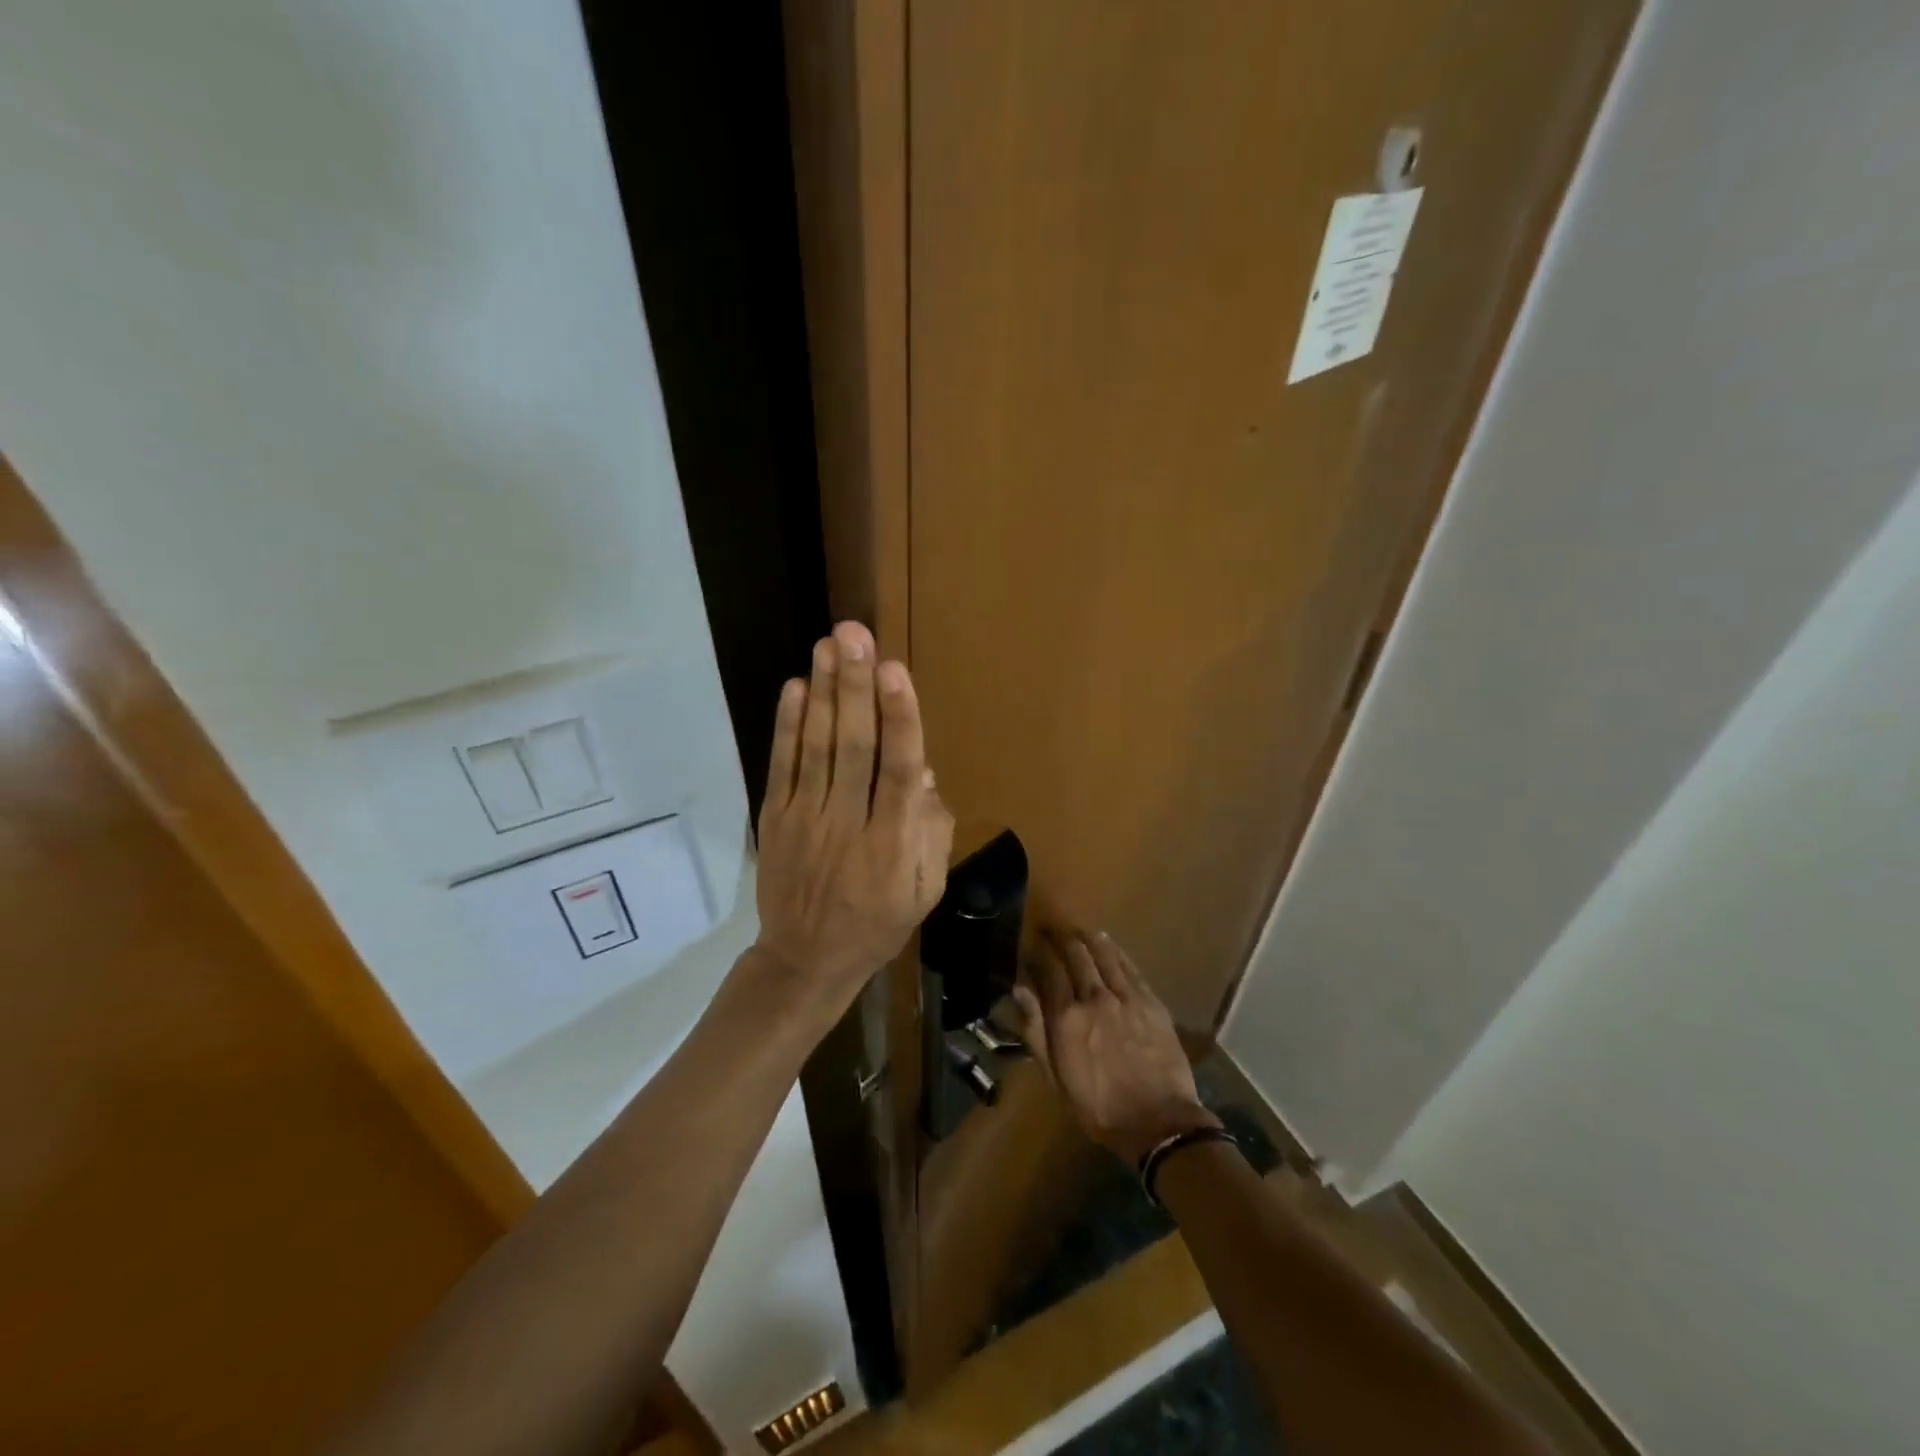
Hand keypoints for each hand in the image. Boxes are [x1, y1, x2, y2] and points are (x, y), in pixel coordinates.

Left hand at [754, 621, 954, 1017]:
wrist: (805, 960)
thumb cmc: (877, 923)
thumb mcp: (925, 889)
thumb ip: (932, 831)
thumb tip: (924, 772)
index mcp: (893, 842)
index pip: (899, 770)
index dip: (899, 718)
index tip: (895, 671)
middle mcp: (849, 823)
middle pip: (853, 747)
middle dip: (854, 688)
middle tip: (854, 635)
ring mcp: (806, 819)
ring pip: (815, 748)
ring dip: (821, 693)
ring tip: (826, 646)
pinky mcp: (776, 819)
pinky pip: (782, 766)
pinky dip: (786, 726)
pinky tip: (794, 688)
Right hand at [1012, 931, 1219, 1164]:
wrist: (1159, 1121)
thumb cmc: (1099, 1107)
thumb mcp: (1056, 1078)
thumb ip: (1036, 1031)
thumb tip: (1020, 991)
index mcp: (1067, 1017)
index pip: (1048, 971)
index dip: (1038, 955)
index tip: (1031, 947)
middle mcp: (1095, 997)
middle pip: (1076, 955)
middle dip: (1062, 940)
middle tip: (1053, 931)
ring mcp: (1126, 996)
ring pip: (1104, 955)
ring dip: (1089, 940)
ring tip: (1080, 932)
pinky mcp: (1151, 1001)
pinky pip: (1130, 967)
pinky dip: (1116, 952)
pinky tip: (1110, 945)